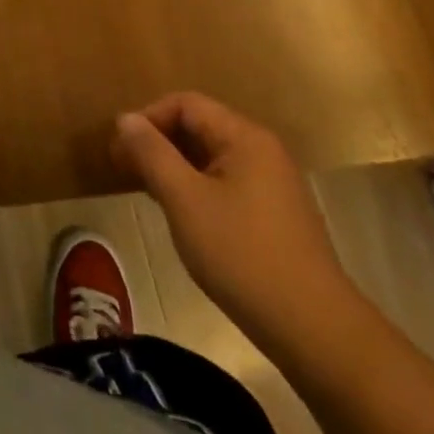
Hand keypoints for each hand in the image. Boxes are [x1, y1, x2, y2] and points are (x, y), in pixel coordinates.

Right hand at [114, 93, 362, 361]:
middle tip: (123, 169)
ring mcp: (272, 183)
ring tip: (144, 190)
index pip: (185, 104)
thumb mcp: (185, 201)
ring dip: (173, 165)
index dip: (147, 118)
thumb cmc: (242, 256)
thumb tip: (125, 118)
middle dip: (157, 142)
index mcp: (245, 138)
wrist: (314, 329)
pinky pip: (224, 181)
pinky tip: (178, 213)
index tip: (119, 150)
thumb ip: (152, 154)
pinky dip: (194, 186)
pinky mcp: (273, 213)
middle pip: (198, 126)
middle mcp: (262, 150)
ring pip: (210, 156)